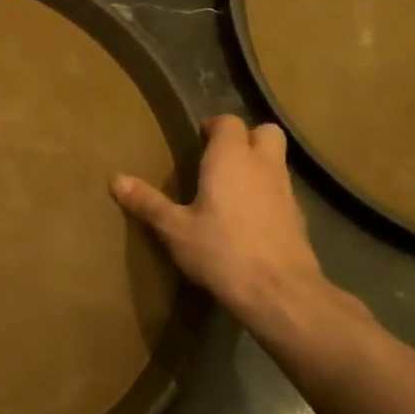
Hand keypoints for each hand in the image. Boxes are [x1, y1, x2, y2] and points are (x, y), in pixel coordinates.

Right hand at [111, 115, 359, 336]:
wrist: (279, 291)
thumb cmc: (221, 250)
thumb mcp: (174, 229)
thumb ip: (148, 203)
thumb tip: (116, 180)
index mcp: (231, 159)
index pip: (229, 122)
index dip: (214, 126)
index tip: (197, 140)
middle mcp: (263, 166)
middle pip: (265, 132)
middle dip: (246, 138)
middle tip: (220, 158)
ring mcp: (286, 191)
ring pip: (276, 161)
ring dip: (258, 165)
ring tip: (230, 189)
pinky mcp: (298, 217)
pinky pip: (282, 191)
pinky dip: (267, 194)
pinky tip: (248, 219)